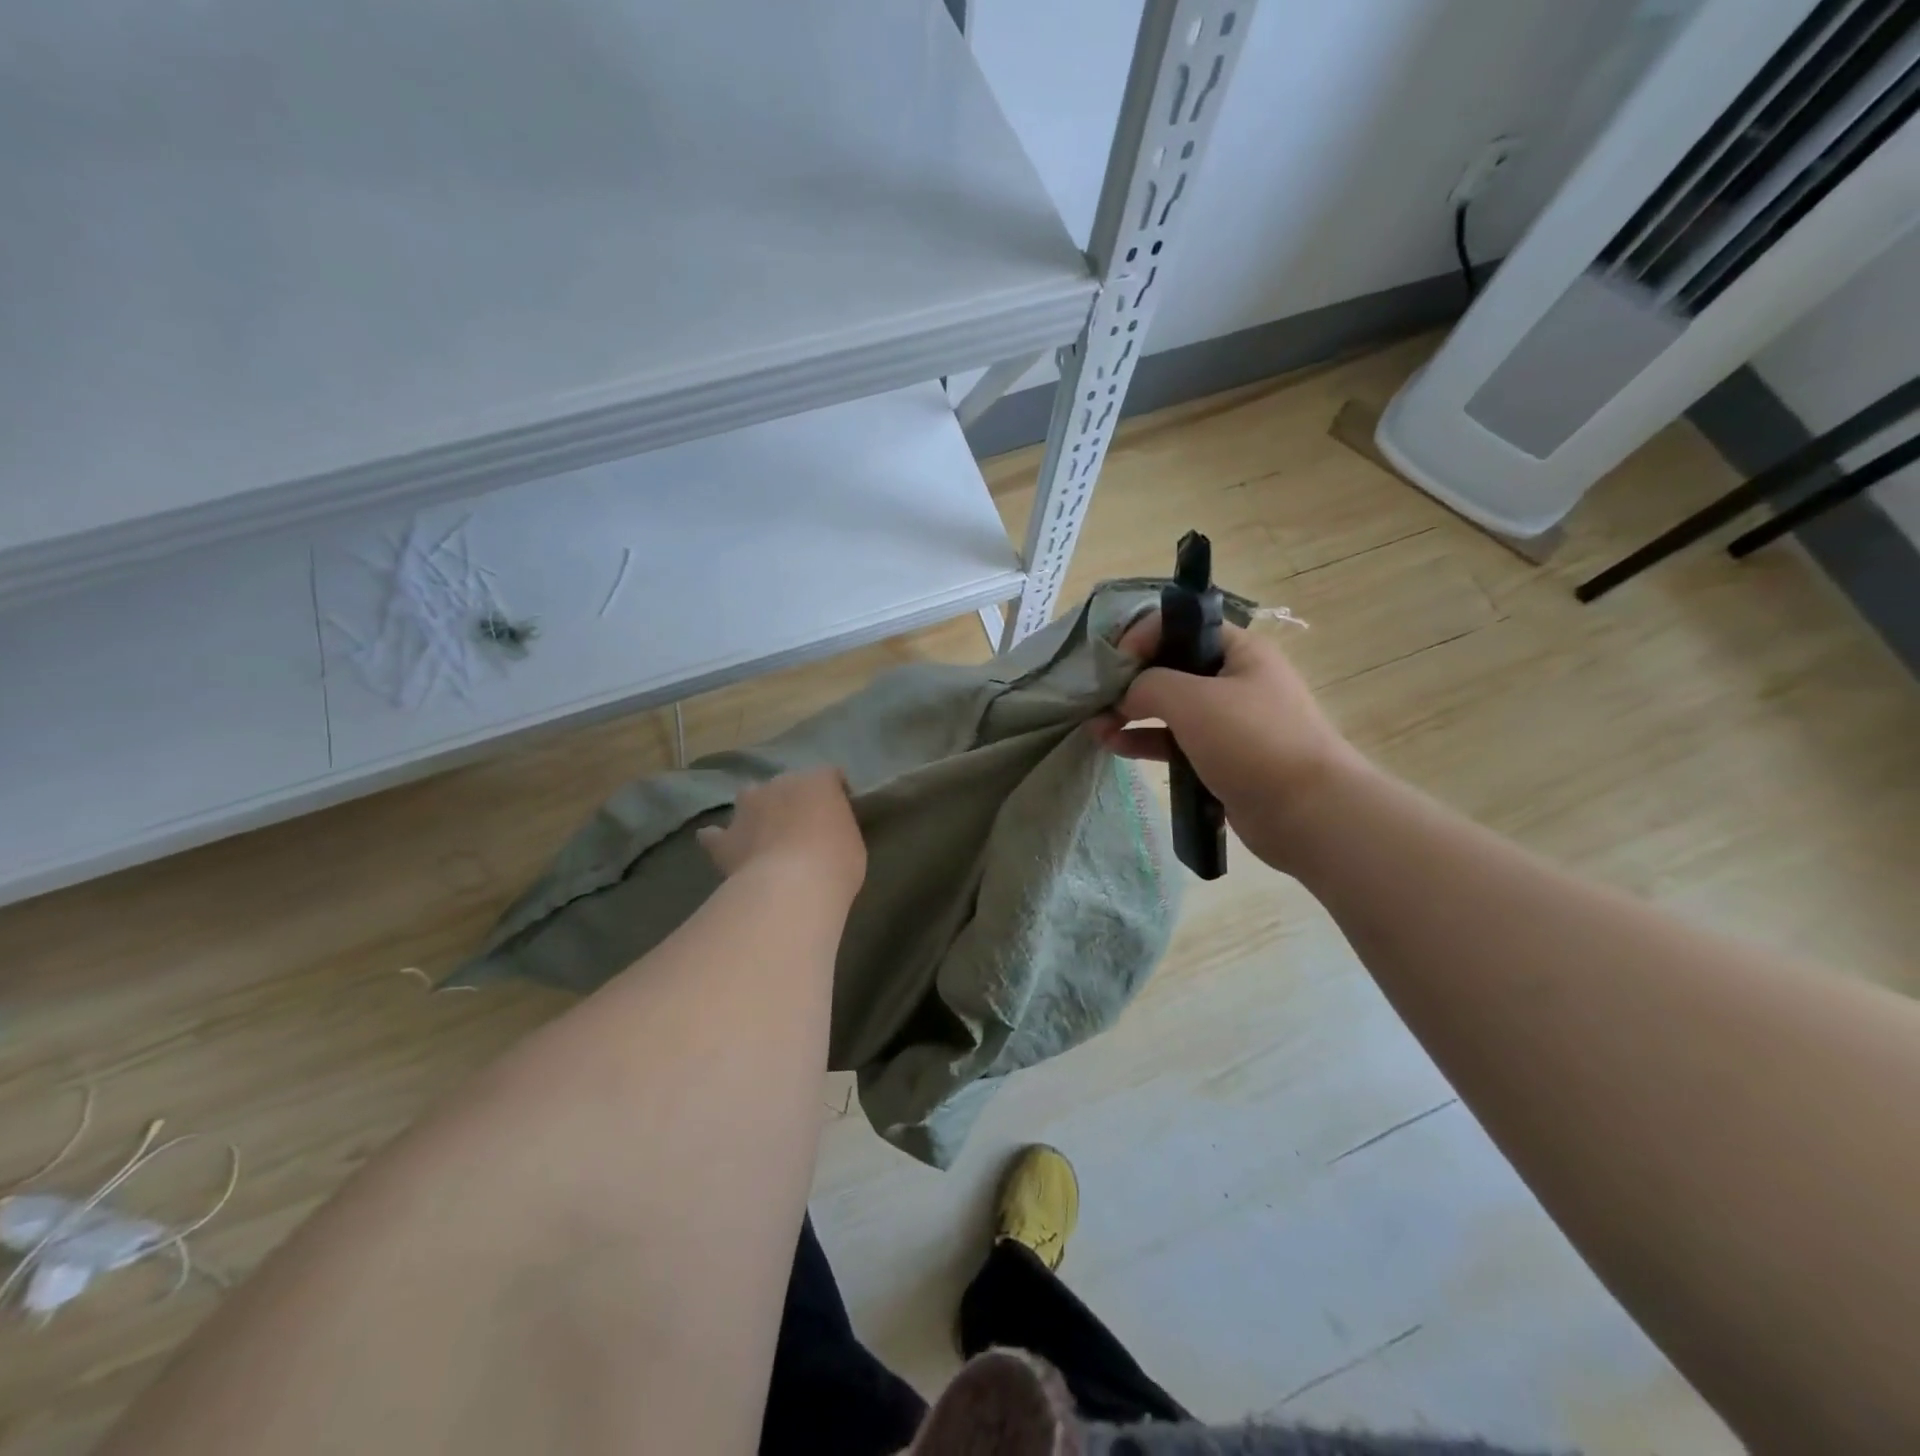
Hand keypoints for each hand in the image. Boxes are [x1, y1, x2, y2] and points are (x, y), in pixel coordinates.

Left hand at [697, 767, 867, 907]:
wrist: (792, 888)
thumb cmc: (836, 863)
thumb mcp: (853, 842)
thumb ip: (838, 829)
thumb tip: (827, 834)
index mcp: (818, 781)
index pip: (830, 775)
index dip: (834, 792)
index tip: (839, 813)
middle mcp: (780, 784)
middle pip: (787, 784)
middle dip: (793, 800)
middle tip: (803, 828)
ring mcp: (747, 808)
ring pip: (748, 798)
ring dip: (755, 811)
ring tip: (764, 833)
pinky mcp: (724, 838)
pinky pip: (715, 835)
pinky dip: (719, 839)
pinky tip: (724, 849)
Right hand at [1090, 613, 1366, 871]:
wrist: (1308, 812)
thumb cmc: (1252, 741)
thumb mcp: (1194, 701)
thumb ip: (1149, 685)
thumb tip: (1125, 694)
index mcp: (1238, 650)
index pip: (1179, 626)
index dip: (1141, 638)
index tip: (1113, 664)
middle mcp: (1233, 678)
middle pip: (1171, 667)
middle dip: (1130, 680)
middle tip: (1097, 699)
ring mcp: (1228, 720)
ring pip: (1169, 707)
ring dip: (1131, 713)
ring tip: (1096, 727)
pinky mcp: (1220, 757)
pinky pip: (1175, 740)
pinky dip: (1145, 740)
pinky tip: (1114, 746)